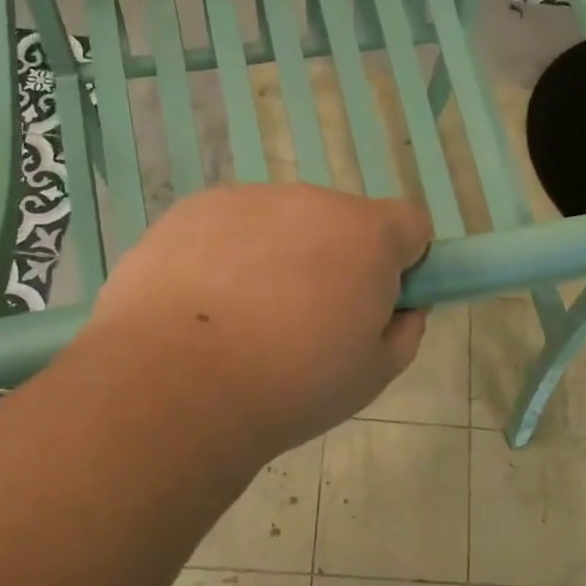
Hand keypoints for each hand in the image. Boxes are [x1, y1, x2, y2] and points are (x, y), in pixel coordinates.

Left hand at [82, 185, 432, 463]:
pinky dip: (227, 256)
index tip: (376, 305)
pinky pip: (229, 227)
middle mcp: (311, 201)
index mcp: (367, 235)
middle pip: (342, 223)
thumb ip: (403, 332)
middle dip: (336, 261)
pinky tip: (202, 307)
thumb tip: (401, 308)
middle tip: (304, 323)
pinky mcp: (192, 209)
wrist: (174, 385)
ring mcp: (247, 199)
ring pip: (282, 224)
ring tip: (242, 320)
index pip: (411, 226)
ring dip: (279, 256)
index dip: (402, 265)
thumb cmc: (290, 386)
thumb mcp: (373, 375)